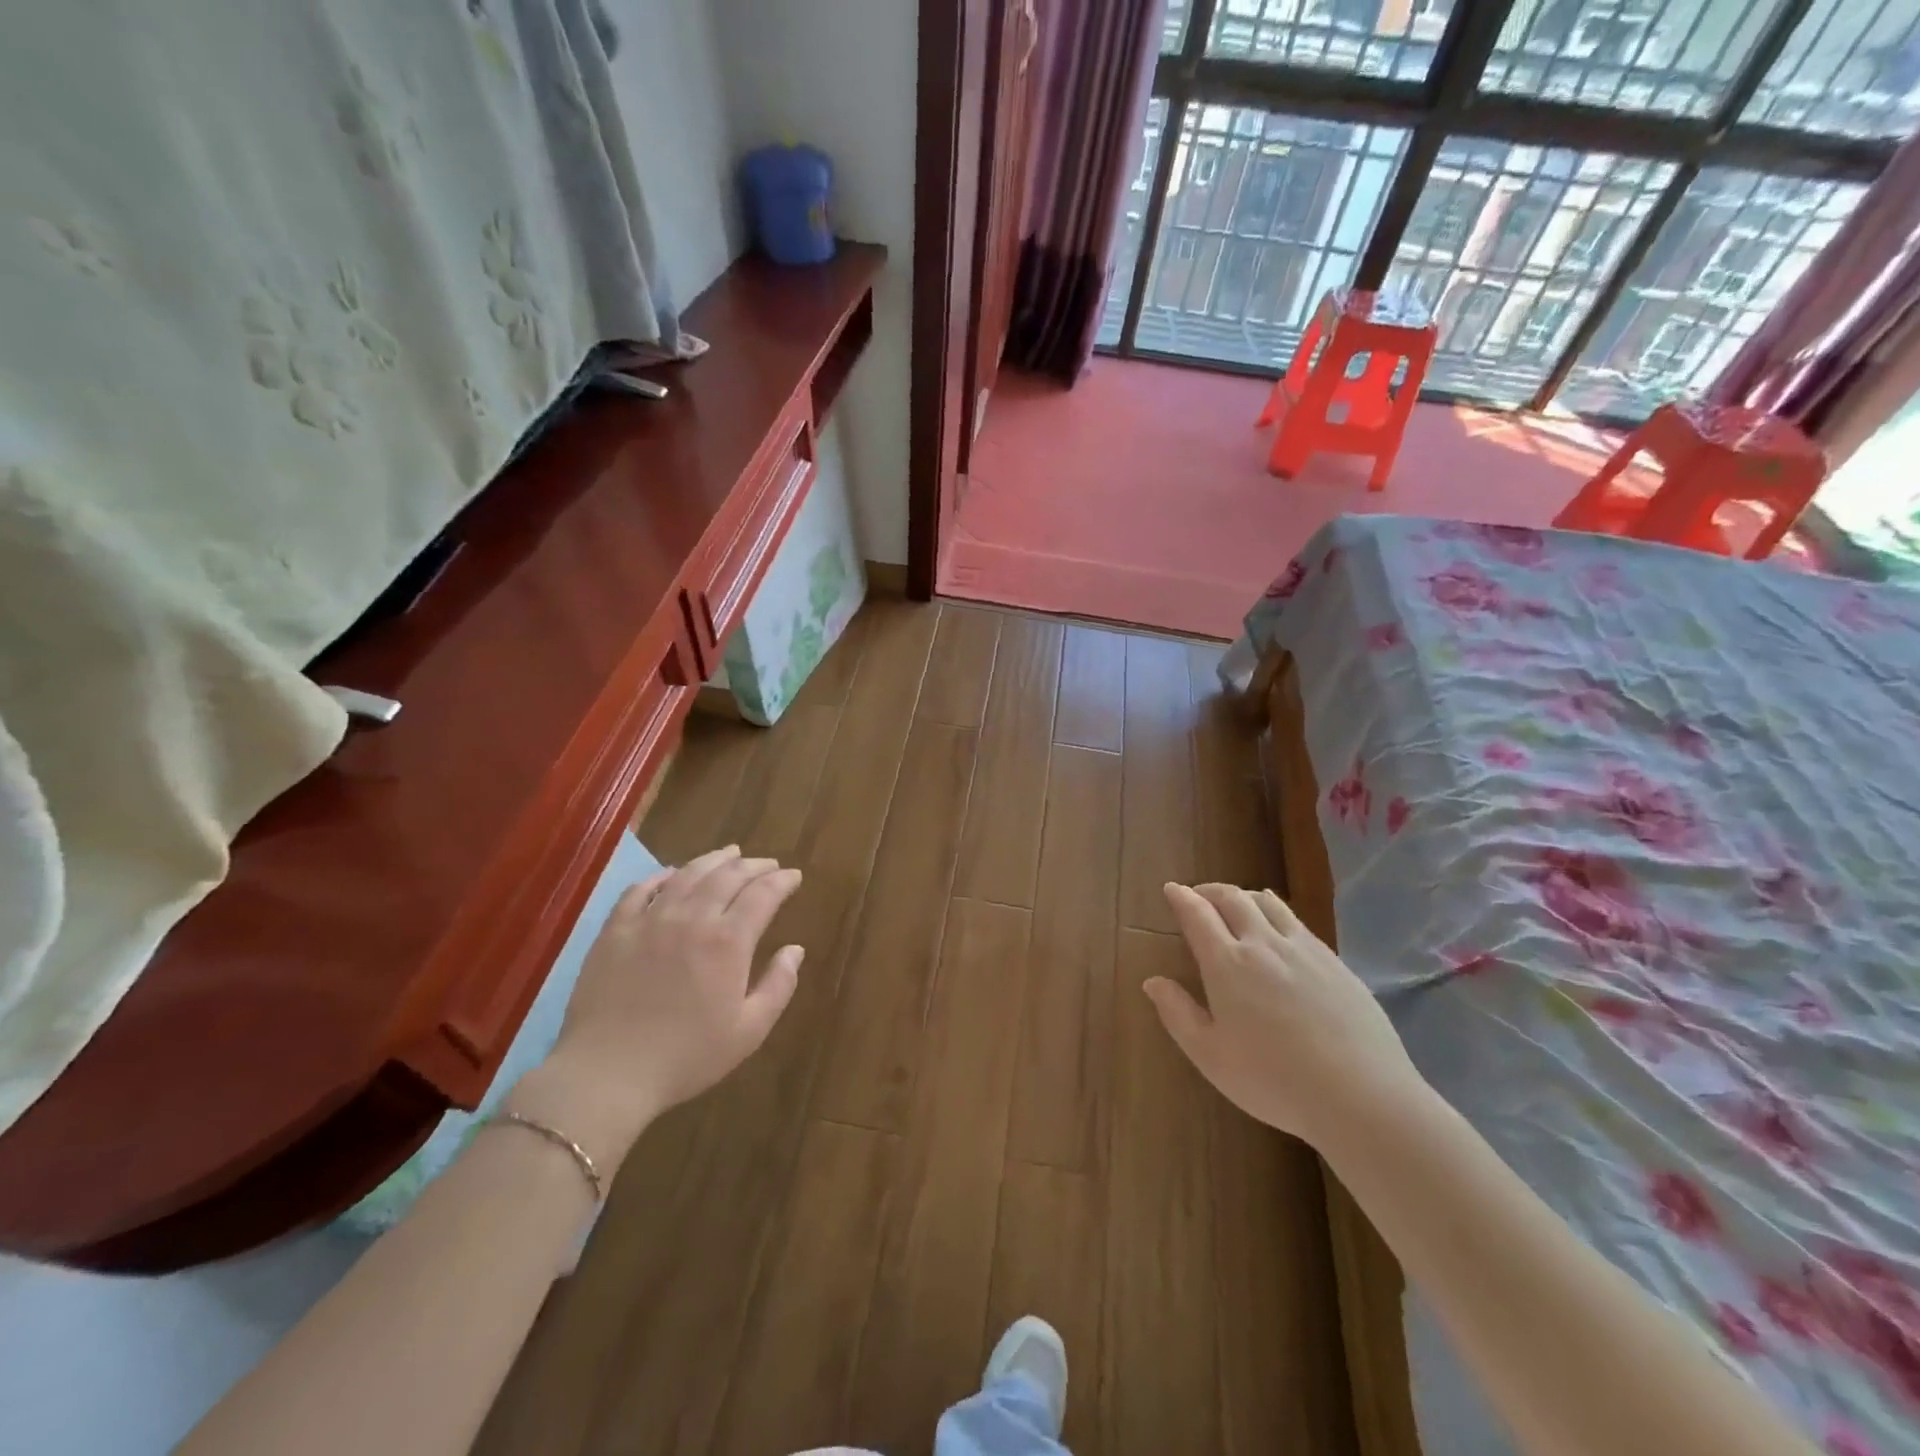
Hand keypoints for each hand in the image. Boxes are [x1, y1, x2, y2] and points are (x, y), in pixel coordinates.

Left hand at [510, 847, 803, 1168]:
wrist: (608, 1073)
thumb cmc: (686, 1057)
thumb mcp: (748, 1031)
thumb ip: (778, 986)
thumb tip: (795, 950)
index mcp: (728, 941)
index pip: (763, 893)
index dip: (782, 880)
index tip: (794, 876)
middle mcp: (692, 918)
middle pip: (728, 876)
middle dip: (753, 865)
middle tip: (767, 864)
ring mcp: (650, 920)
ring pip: (687, 874)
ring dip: (713, 860)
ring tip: (729, 854)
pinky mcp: (615, 930)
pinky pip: (640, 889)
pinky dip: (661, 876)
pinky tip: (671, 874)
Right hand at [1146, 882, 1424, 1145]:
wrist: (1362, 1095)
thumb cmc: (1274, 1080)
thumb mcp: (1211, 1056)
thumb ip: (1178, 1014)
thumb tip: (1153, 981)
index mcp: (1227, 963)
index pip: (1197, 914)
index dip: (1181, 898)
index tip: (1171, 889)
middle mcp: (1263, 944)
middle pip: (1233, 898)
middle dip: (1210, 891)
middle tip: (1198, 895)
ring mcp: (1303, 949)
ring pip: (1268, 902)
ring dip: (1244, 896)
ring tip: (1237, 905)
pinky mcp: (1334, 961)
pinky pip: (1297, 922)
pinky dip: (1276, 913)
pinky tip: (1279, 933)